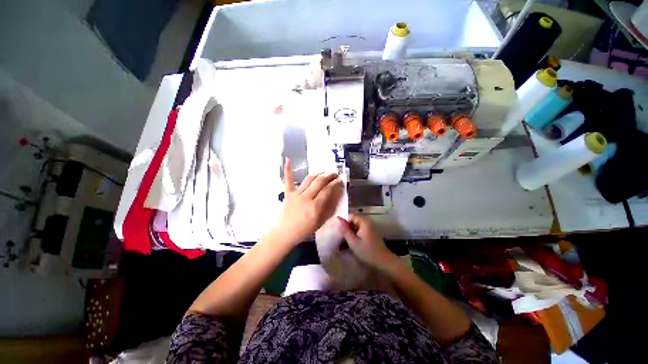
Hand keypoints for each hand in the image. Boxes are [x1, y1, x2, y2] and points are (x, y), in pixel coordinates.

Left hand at [276, 158, 342, 243]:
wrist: (287, 232)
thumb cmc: (305, 229)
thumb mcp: (320, 221)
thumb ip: (328, 208)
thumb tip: (335, 195)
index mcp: (315, 207)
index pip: (327, 190)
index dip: (335, 183)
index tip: (339, 180)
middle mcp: (306, 198)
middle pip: (320, 182)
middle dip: (329, 176)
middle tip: (335, 174)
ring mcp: (296, 194)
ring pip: (309, 179)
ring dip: (318, 174)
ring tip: (324, 172)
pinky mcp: (288, 193)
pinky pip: (288, 180)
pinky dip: (288, 170)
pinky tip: (288, 159)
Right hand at [338, 214, 396, 268]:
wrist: (384, 262)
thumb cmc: (367, 252)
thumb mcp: (353, 242)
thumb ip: (345, 230)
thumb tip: (339, 218)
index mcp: (364, 222)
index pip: (351, 216)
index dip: (345, 223)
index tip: (340, 232)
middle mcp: (369, 222)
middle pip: (354, 221)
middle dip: (347, 228)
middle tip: (342, 238)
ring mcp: (371, 228)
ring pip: (357, 226)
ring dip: (351, 232)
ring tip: (346, 242)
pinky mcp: (373, 234)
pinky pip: (362, 231)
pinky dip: (356, 235)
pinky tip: (353, 244)